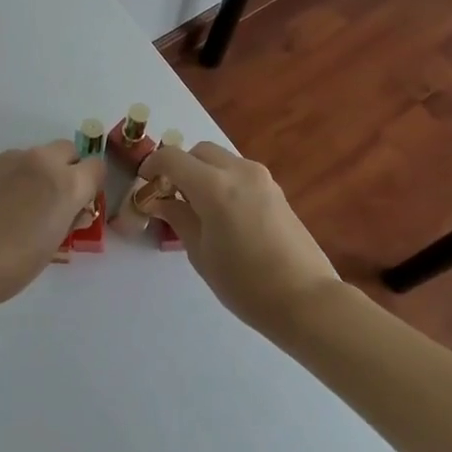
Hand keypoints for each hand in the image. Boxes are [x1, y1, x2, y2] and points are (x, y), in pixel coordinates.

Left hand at [0, 142, 105, 306]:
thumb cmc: (12, 265)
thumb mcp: (53, 246)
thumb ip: (68, 218)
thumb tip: (73, 209)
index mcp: (66, 184)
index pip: (96, 167)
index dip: (92, 184)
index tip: (82, 201)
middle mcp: (41, 162)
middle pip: (67, 150)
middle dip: (68, 168)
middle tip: (55, 199)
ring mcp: (10, 158)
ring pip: (36, 155)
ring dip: (38, 172)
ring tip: (21, 204)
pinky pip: (11, 163)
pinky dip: (13, 176)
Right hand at [140, 141, 338, 334]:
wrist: (306, 300)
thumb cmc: (245, 284)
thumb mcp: (201, 253)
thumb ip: (178, 218)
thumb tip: (161, 200)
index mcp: (214, 186)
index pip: (172, 158)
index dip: (152, 166)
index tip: (144, 184)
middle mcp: (238, 171)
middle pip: (198, 151)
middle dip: (180, 166)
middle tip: (170, 195)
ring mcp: (261, 178)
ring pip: (221, 159)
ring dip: (202, 172)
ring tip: (196, 206)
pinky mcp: (276, 189)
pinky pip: (239, 172)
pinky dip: (223, 180)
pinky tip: (223, 213)